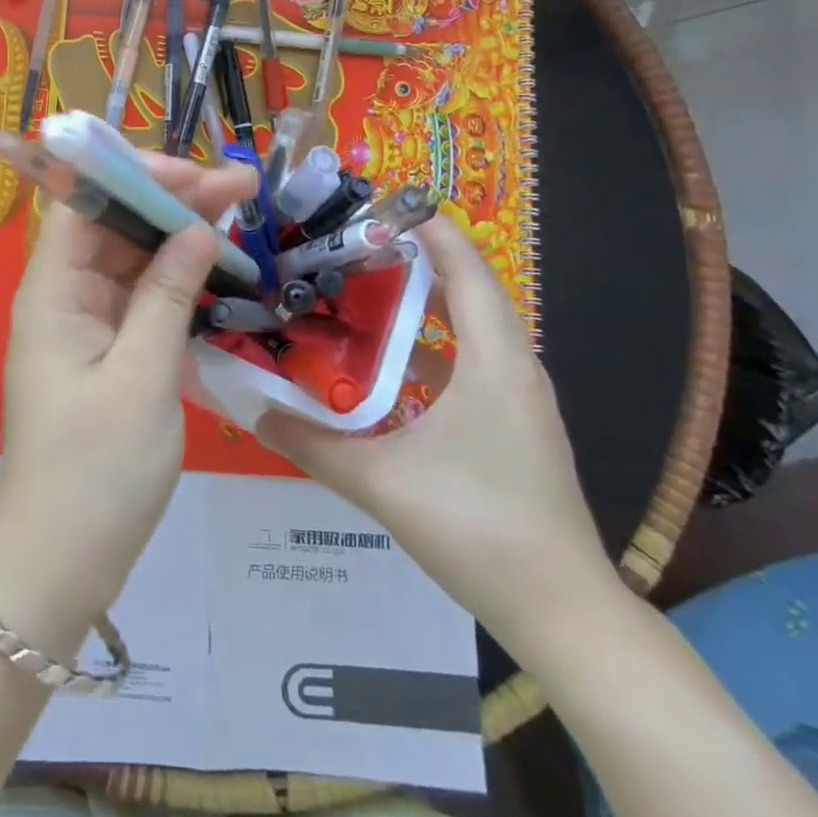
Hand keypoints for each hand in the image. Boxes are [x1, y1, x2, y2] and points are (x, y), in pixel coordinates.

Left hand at [0, 155, 258, 650]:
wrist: (61, 563)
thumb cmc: (96, 471)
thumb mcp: (143, 378)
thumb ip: (168, 296)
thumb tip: (199, 228)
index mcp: (53, 289)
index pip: (85, 202)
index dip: (136, 176)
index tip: (197, 175)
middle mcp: (64, 294)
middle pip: (116, 224)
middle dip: (174, 200)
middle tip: (242, 187)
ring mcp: (87, 323)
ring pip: (134, 258)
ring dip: (182, 237)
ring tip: (242, 217)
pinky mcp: (108, 350)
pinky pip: (143, 298)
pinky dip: (180, 282)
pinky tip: (221, 271)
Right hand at [256, 212, 616, 646]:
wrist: (563, 613)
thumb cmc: (478, 527)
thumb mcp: (382, 482)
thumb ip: (313, 445)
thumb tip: (254, 410)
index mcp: (494, 362)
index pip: (468, 271)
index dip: (432, 231)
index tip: (384, 203)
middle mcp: (514, 369)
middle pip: (471, 291)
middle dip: (420, 259)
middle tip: (358, 244)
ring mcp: (519, 400)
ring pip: (473, 329)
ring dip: (427, 304)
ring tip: (366, 292)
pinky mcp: (515, 427)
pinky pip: (473, 363)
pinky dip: (433, 347)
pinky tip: (389, 367)